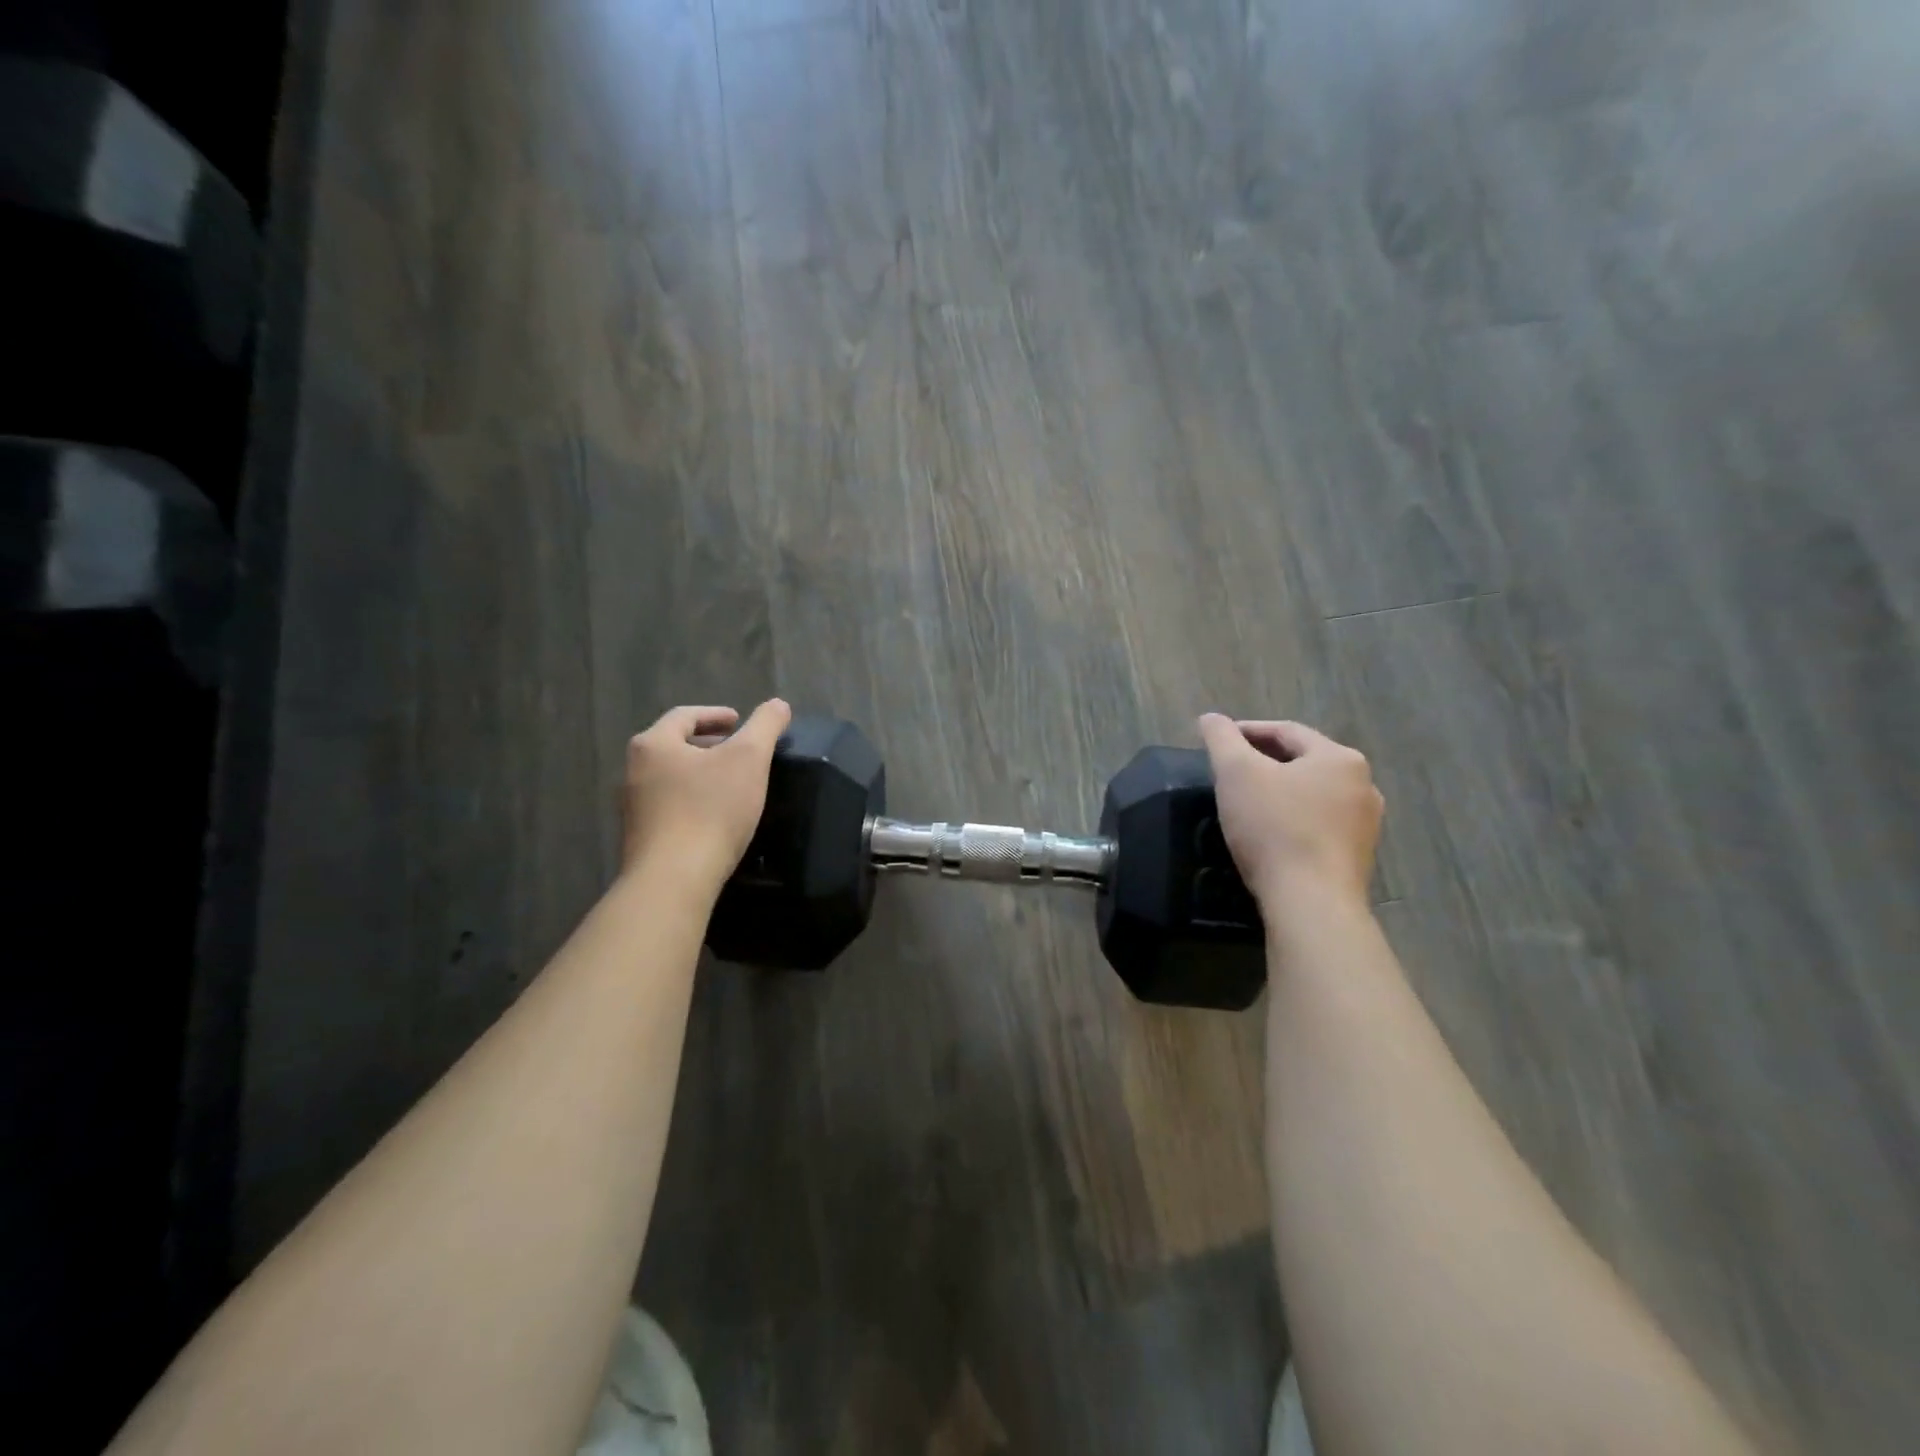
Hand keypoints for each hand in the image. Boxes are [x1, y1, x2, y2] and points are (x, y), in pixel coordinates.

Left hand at [622, 700, 792, 889]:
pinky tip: (716, 818)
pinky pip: (670, 807)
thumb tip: (779, 704)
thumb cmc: (711, 809)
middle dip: (708, 744)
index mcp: (653, 744)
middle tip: (739, 751)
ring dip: (700, 774)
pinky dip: (693, 801)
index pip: (684, 715)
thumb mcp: (749, 758)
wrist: (674, 879)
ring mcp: (633, 808)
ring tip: (731, 784)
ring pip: (671, 778)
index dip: (715, 714)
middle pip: (674, 746)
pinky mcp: (641, 838)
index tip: (740, 722)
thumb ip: (765, 725)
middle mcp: (634, 771)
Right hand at [1197, 716, 1383, 909]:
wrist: (1311, 902)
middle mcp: (1363, 785)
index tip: (1218, 741)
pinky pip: (1319, 825)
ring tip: (1248, 802)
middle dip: (1265, 762)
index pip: (1286, 731)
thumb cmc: (1274, 827)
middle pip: (1303, 761)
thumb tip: (1210, 719)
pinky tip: (1271, 833)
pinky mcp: (1357, 857)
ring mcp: (1365, 824)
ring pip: (1313, 794)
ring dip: (1281, 791)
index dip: (1247, 731)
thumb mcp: (1236, 773)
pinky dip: (1294, 819)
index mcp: (1339, 757)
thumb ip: (1221, 739)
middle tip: (1229, 771)